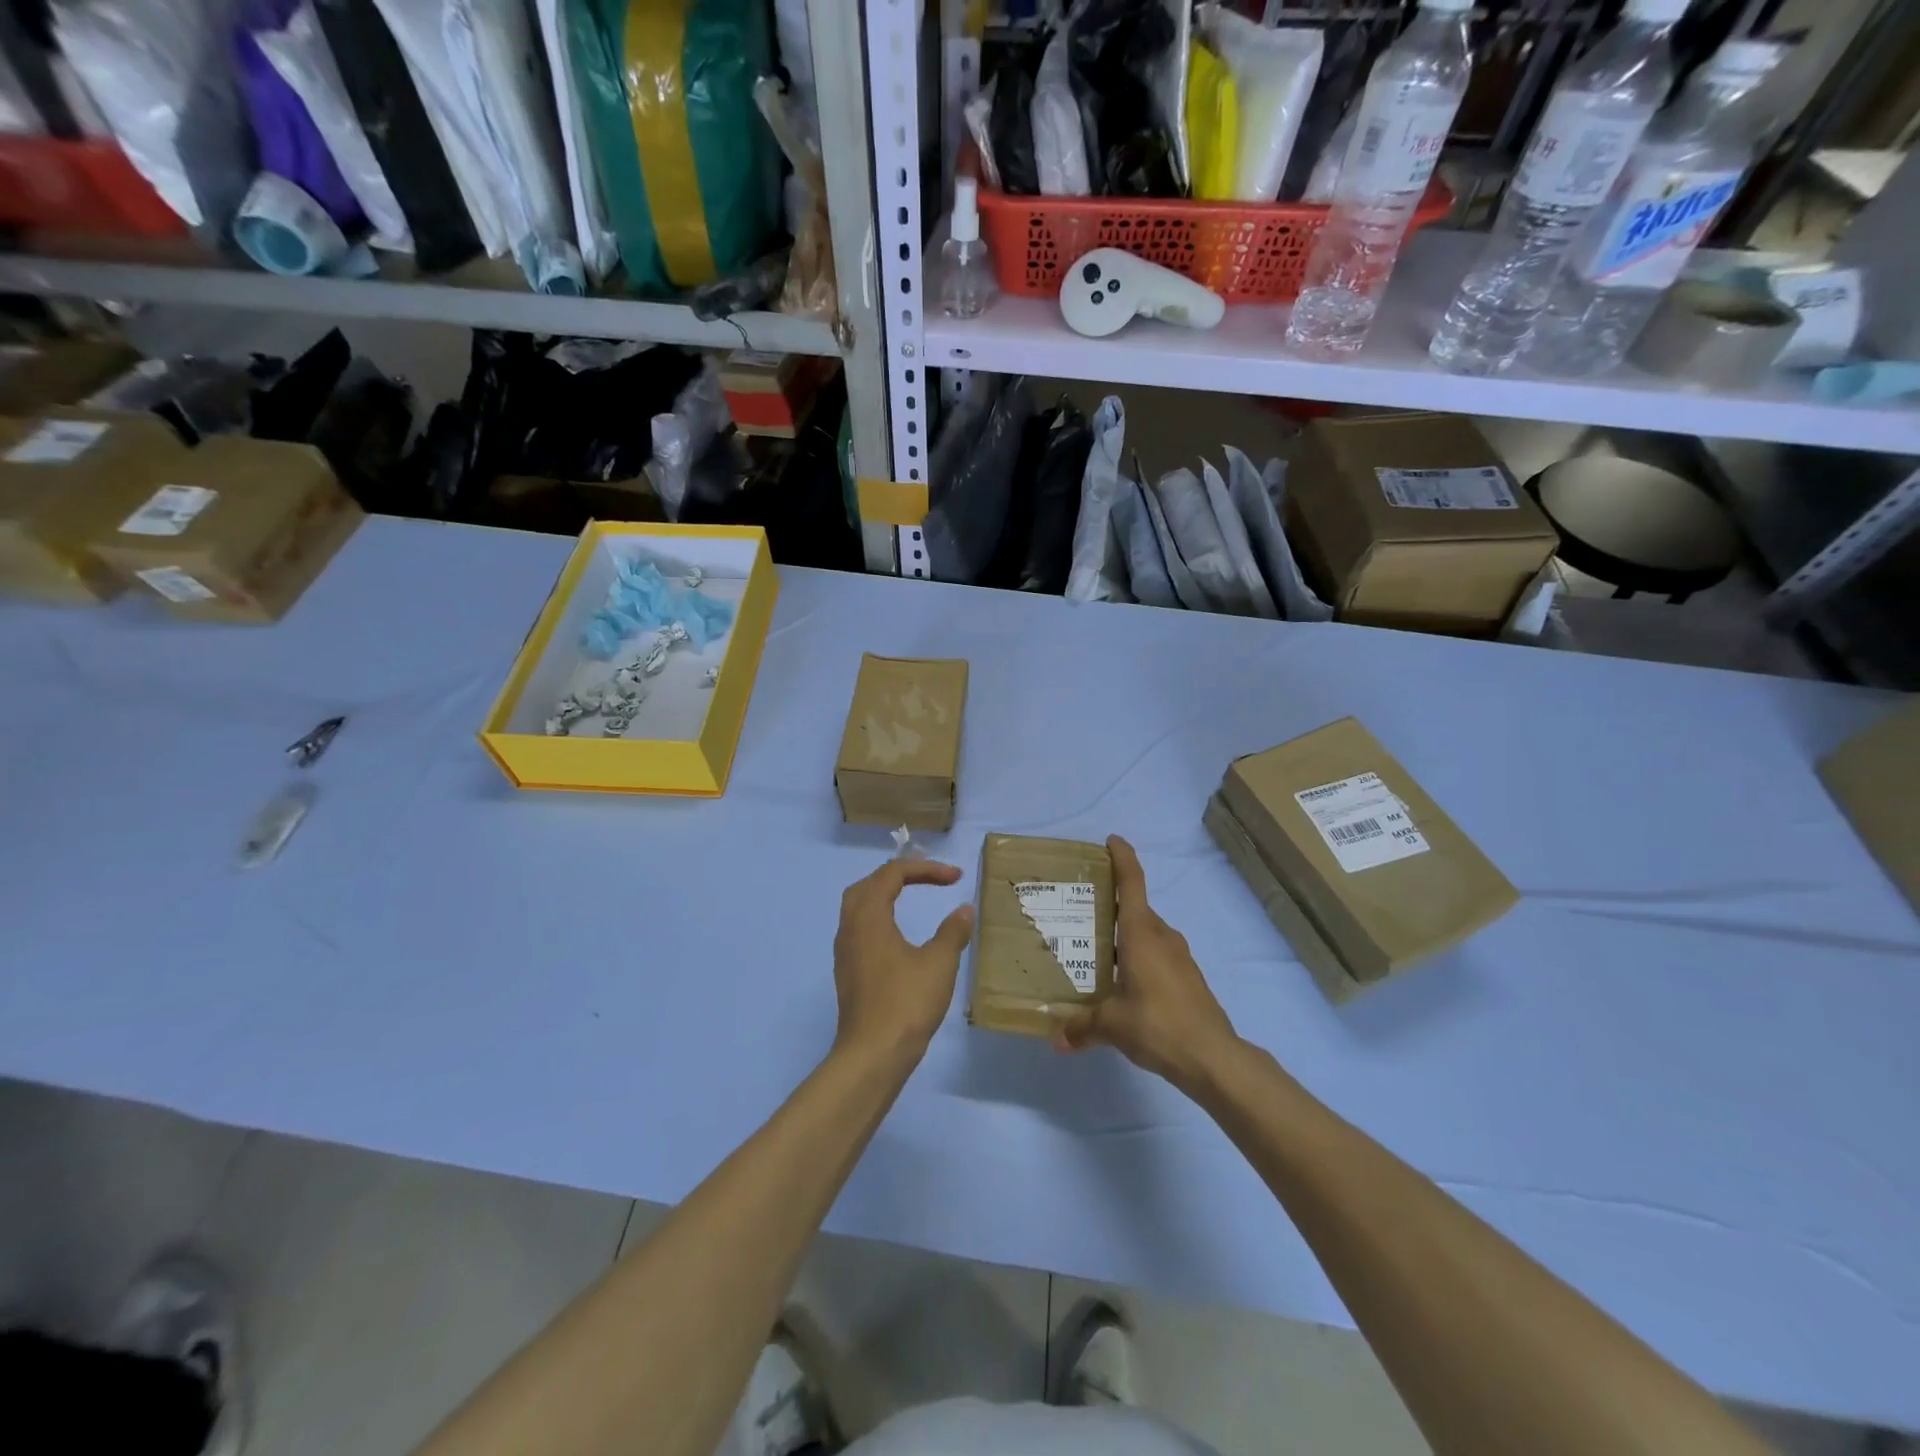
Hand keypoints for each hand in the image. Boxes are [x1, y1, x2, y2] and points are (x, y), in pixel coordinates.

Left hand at [832, 858, 975, 1065]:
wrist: (872, 1055)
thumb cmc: (906, 1004)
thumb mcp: (938, 964)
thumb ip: (953, 932)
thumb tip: (964, 910)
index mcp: (869, 917)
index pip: (892, 874)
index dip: (926, 869)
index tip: (956, 878)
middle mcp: (850, 927)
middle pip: (869, 884)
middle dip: (900, 875)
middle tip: (930, 879)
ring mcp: (845, 951)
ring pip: (859, 906)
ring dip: (886, 895)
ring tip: (913, 897)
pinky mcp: (848, 971)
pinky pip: (860, 928)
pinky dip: (880, 917)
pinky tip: (898, 935)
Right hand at [1054, 835, 1238, 1094]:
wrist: (1213, 1057)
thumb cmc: (1158, 1024)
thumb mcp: (1112, 1024)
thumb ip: (1082, 1027)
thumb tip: (1057, 1041)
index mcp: (1142, 933)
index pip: (1132, 883)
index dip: (1122, 857)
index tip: (1111, 841)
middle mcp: (1162, 937)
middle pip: (1135, 909)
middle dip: (1111, 906)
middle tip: (1080, 912)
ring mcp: (1179, 957)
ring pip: (1146, 934)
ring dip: (1124, 937)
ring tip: (1095, 950)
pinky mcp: (1188, 978)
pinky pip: (1157, 955)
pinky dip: (1138, 958)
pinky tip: (1122, 982)